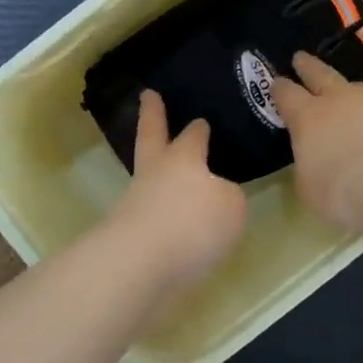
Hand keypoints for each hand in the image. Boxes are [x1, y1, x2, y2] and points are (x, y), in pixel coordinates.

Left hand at [103, 90, 247, 289]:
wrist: (139, 266)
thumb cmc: (192, 223)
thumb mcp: (232, 207)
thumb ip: (229, 198)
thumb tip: (216, 199)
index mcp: (183, 158)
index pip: (193, 136)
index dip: (199, 128)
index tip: (200, 120)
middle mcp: (156, 174)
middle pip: (152, 138)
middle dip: (152, 116)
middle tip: (148, 96)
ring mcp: (137, 204)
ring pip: (149, 179)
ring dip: (158, 173)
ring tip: (173, 176)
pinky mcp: (130, 236)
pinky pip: (152, 217)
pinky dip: (163, 216)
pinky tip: (178, 226)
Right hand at [271, 53, 362, 233]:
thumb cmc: (347, 190)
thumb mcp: (312, 190)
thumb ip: (311, 170)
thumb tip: (318, 163)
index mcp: (309, 118)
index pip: (287, 96)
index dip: (280, 89)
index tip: (276, 81)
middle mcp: (343, 100)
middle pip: (321, 75)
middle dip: (309, 67)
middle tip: (301, 57)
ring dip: (355, 93)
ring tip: (355, 98)